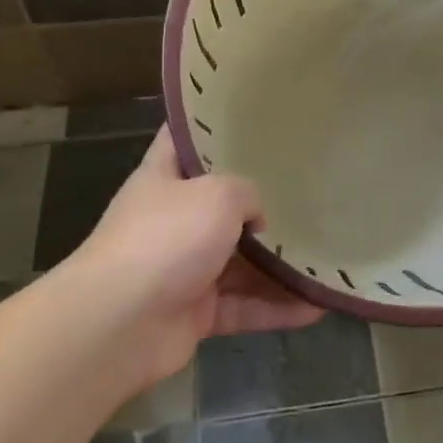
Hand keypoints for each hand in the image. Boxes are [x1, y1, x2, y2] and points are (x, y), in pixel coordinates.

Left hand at [74, 129, 323, 384]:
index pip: (183, 140)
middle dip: (260, 204)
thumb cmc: (166, 239)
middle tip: (307, 191)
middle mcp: (172, 220)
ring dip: (277, 265)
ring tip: (323, 256)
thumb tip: (257, 217)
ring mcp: (183, 269)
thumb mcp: (217, 194)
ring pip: (239, 263)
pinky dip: (276, 308)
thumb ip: (247, 193)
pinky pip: (244, 306)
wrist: (119, 324)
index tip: (249, 118)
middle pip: (220, 206)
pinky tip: (317, 306)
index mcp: (163, 179)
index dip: (209, 127)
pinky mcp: (195, 314)